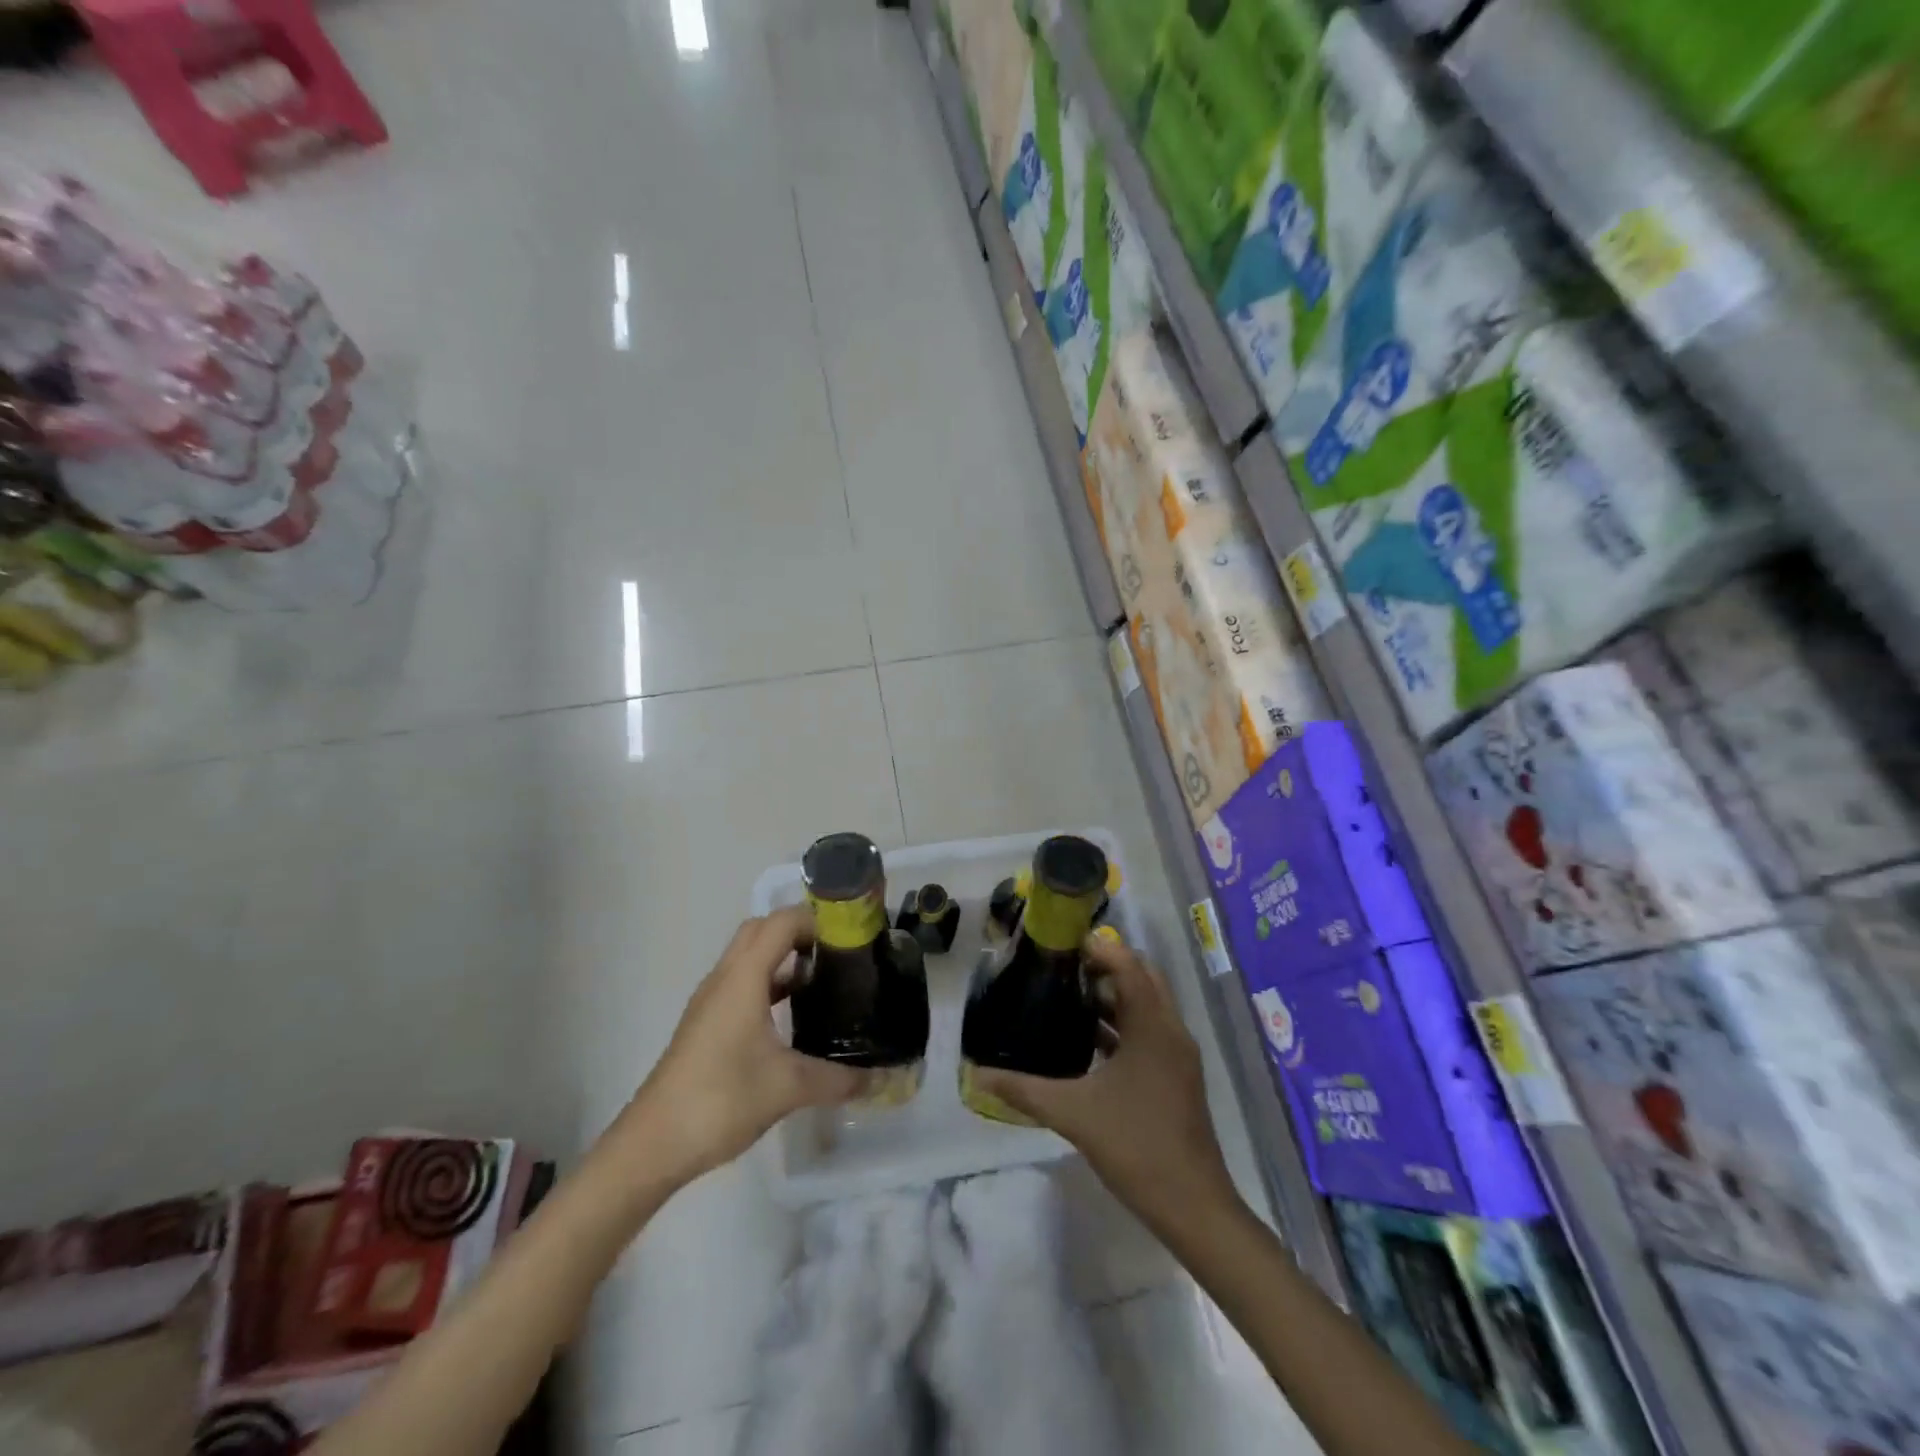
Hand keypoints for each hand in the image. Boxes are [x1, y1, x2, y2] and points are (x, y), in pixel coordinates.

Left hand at [613, 908, 871, 1185]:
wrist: (653, 1144)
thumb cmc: (721, 1100)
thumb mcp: (788, 1087)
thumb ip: (838, 1079)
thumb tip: (878, 1079)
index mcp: (743, 978)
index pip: (781, 922)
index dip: (817, 919)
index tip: (851, 936)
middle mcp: (725, 978)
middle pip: (762, 930)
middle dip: (800, 932)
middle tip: (838, 953)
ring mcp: (711, 1001)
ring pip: (750, 957)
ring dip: (784, 957)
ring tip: (824, 980)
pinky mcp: (706, 1023)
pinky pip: (742, 983)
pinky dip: (770, 983)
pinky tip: (793, 1015)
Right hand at [972, 937, 1237, 1234]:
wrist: (1193, 1207)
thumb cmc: (1136, 1147)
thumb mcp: (1073, 1114)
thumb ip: (1024, 1090)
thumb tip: (977, 1075)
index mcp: (1152, 1026)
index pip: (1128, 965)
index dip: (1098, 948)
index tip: (1062, 943)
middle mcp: (1170, 1030)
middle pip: (1142, 977)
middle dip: (1106, 966)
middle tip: (1063, 967)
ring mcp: (1177, 1054)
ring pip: (1147, 1004)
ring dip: (1114, 995)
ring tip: (1068, 995)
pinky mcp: (1176, 1075)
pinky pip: (1149, 1030)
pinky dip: (1122, 1023)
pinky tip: (1088, 1040)